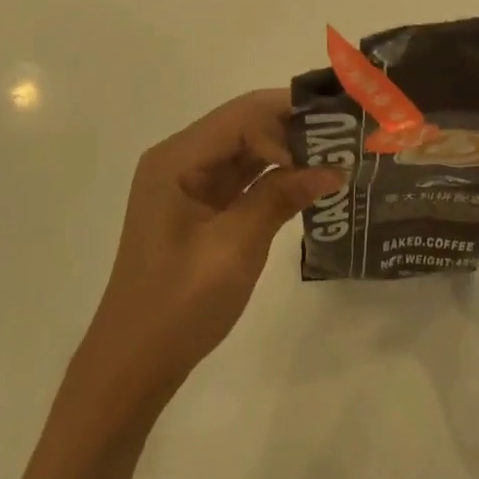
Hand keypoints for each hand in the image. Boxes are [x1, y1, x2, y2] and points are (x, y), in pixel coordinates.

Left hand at [77, 90, 344, 404]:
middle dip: (292, 125)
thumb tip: (333, 168)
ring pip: (247, 146)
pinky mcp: (201, 203)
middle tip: (344, 133)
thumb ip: (279, 198)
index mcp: (176, 158)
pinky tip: (309, 176)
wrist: (134, 363)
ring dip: (288, 147)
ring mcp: (190, 181)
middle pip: (244, 122)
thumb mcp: (234, 249)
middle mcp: (181, 157)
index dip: (287, 120)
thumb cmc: (178, 305)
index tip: (330, 144)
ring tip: (337, 149)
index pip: (241, 115)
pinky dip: (275, 173)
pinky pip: (243, 174)